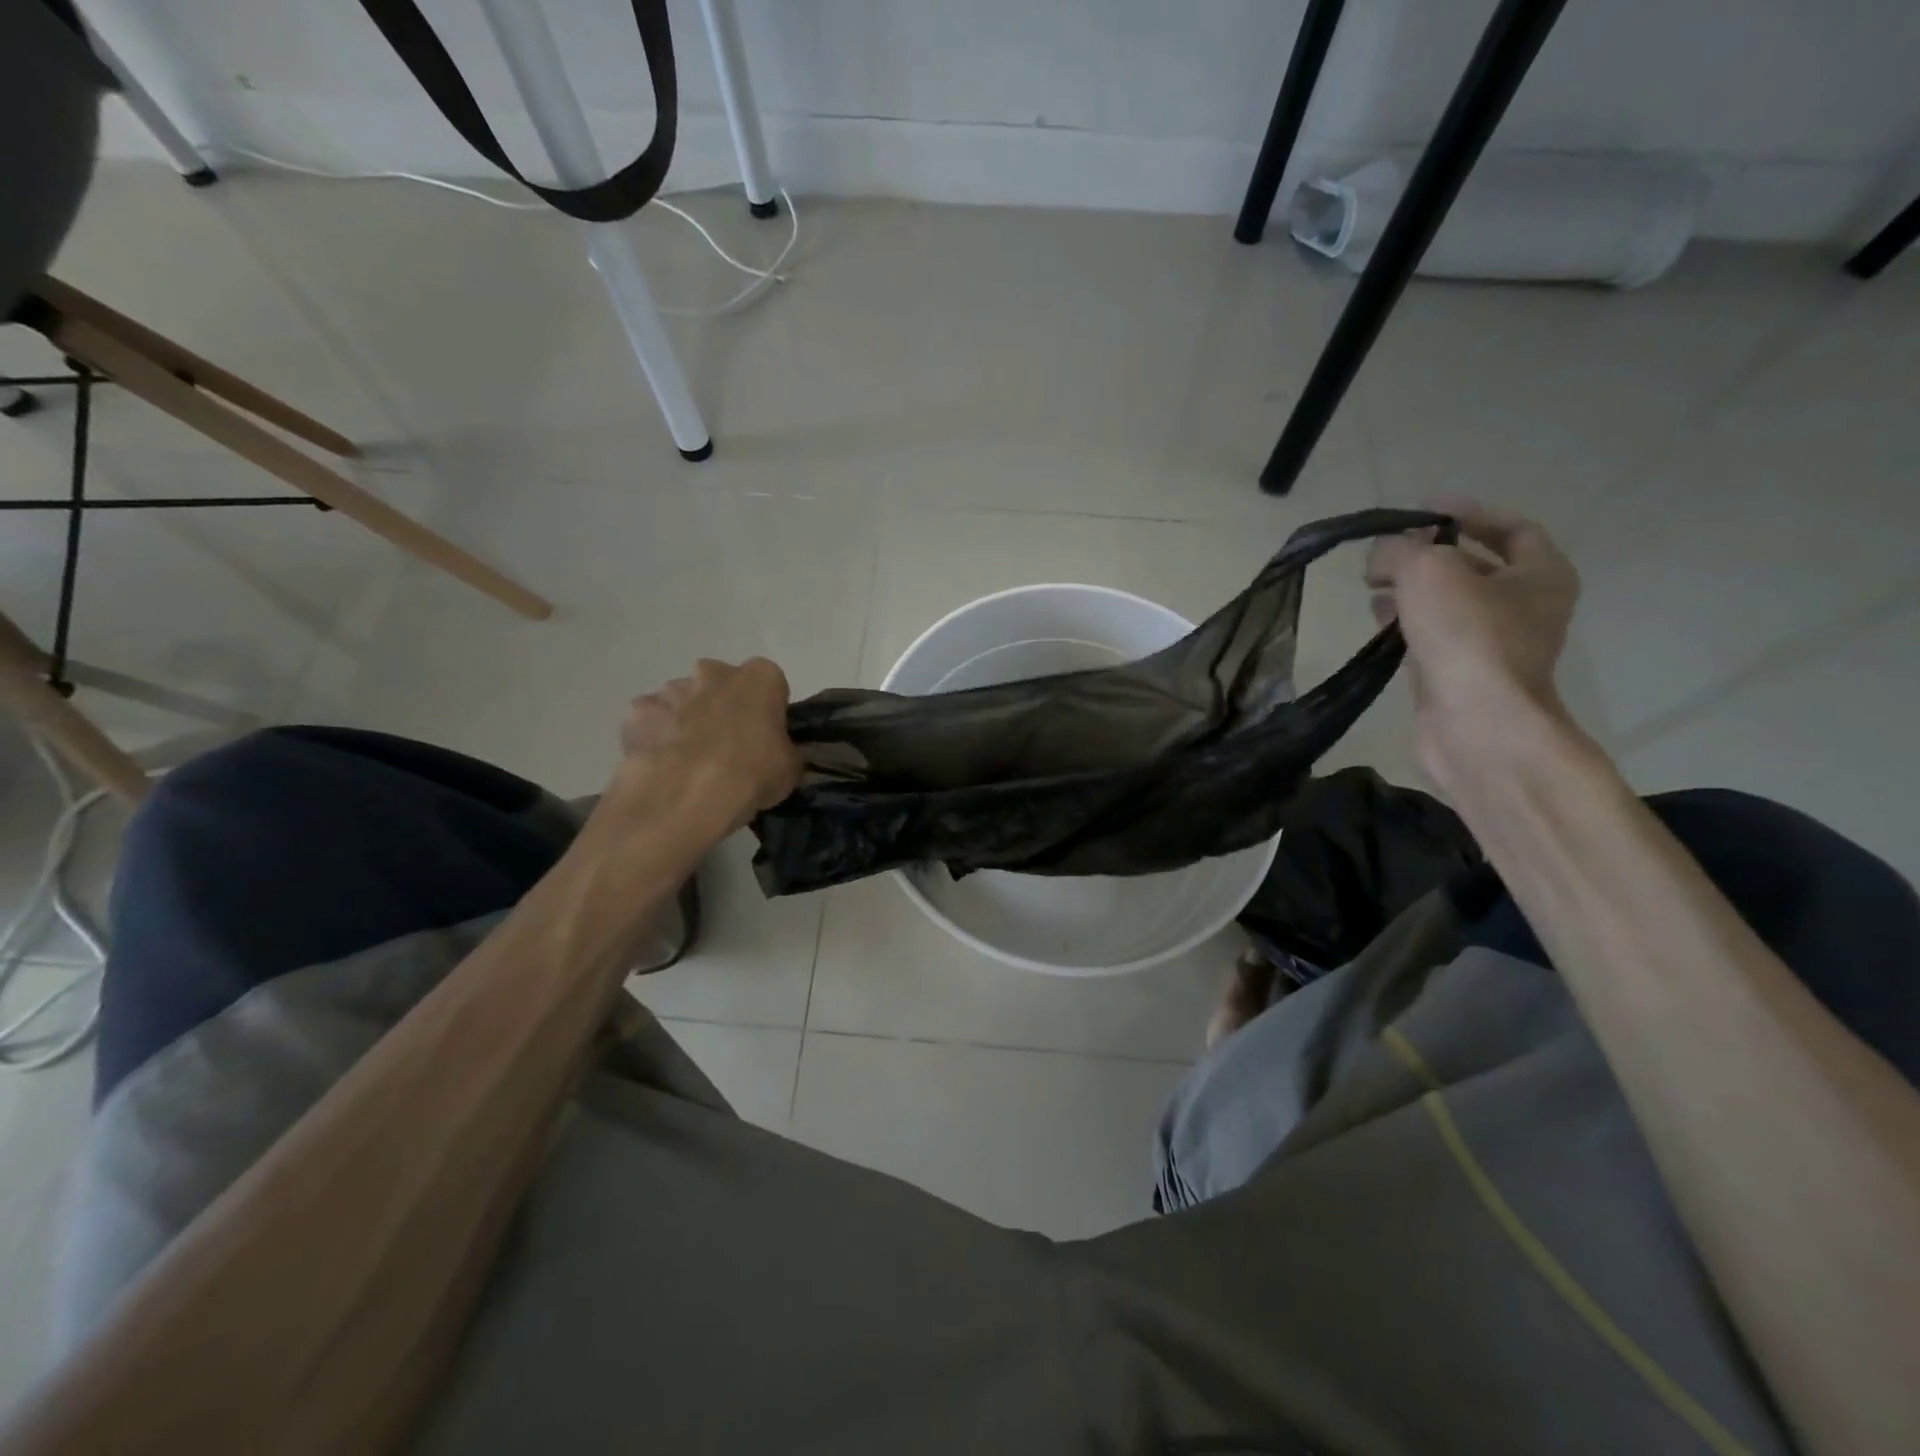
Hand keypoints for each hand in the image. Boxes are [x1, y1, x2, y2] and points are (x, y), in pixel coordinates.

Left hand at [616, 658, 801, 830]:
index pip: (770, 685)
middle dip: (723, 707)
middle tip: (728, 747)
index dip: (767, 711)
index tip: (766, 738)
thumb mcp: (789, 769)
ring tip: (691, 763)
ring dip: (688, 721)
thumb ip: (784, 752)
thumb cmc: (751, 773)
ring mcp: (671, 689)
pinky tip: (662, 767)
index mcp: (760, 678)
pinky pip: (652, 722)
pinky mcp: (638, 712)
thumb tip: (777, 756)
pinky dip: (656, 738)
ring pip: (683, 700)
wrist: (686, 794)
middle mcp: (714, 672)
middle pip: (721, 684)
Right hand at [1365, 499, 1579, 795]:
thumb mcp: (1427, 570)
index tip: (1423, 508)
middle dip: (1428, 554)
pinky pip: (1431, 636)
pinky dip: (1405, 623)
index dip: (1467, 512)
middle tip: (1387, 551)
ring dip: (1411, 589)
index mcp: (1541, 574)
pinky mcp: (1459, 674)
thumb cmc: (1467, 637)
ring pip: (1448, 603)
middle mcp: (1524, 607)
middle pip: (1475, 565)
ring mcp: (1492, 645)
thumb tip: (1381, 557)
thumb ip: (1399, 549)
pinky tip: (1376, 620)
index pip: (1510, 527)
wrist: (1475, 724)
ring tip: (1372, 584)